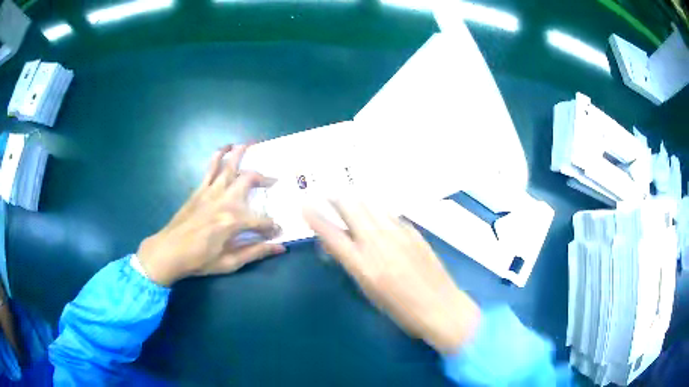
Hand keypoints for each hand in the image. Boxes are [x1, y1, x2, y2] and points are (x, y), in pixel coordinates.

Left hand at [137, 145, 284, 285]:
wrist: (169, 251)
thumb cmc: (199, 260)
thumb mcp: (229, 262)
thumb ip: (255, 252)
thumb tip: (280, 248)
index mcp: (234, 221)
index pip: (262, 220)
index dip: (272, 226)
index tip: (277, 232)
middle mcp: (225, 200)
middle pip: (249, 180)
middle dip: (265, 179)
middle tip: (274, 182)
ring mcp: (211, 191)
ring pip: (230, 166)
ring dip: (242, 153)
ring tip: (253, 144)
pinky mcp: (200, 189)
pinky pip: (211, 168)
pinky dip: (219, 155)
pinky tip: (226, 147)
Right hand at [304, 200, 479, 353]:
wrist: (440, 306)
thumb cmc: (401, 309)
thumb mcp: (369, 291)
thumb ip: (353, 264)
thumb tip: (340, 245)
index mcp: (363, 264)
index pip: (332, 234)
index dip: (315, 217)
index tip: (305, 205)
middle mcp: (378, 243)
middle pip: (352, 209)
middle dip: (336, 198)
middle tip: (327, 194)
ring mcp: (398, 234)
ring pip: (371, 205)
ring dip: (356, 199)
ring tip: (348, 196)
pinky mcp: (413, 231)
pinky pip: (390, 214)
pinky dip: (377, 209)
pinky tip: (376, 211)